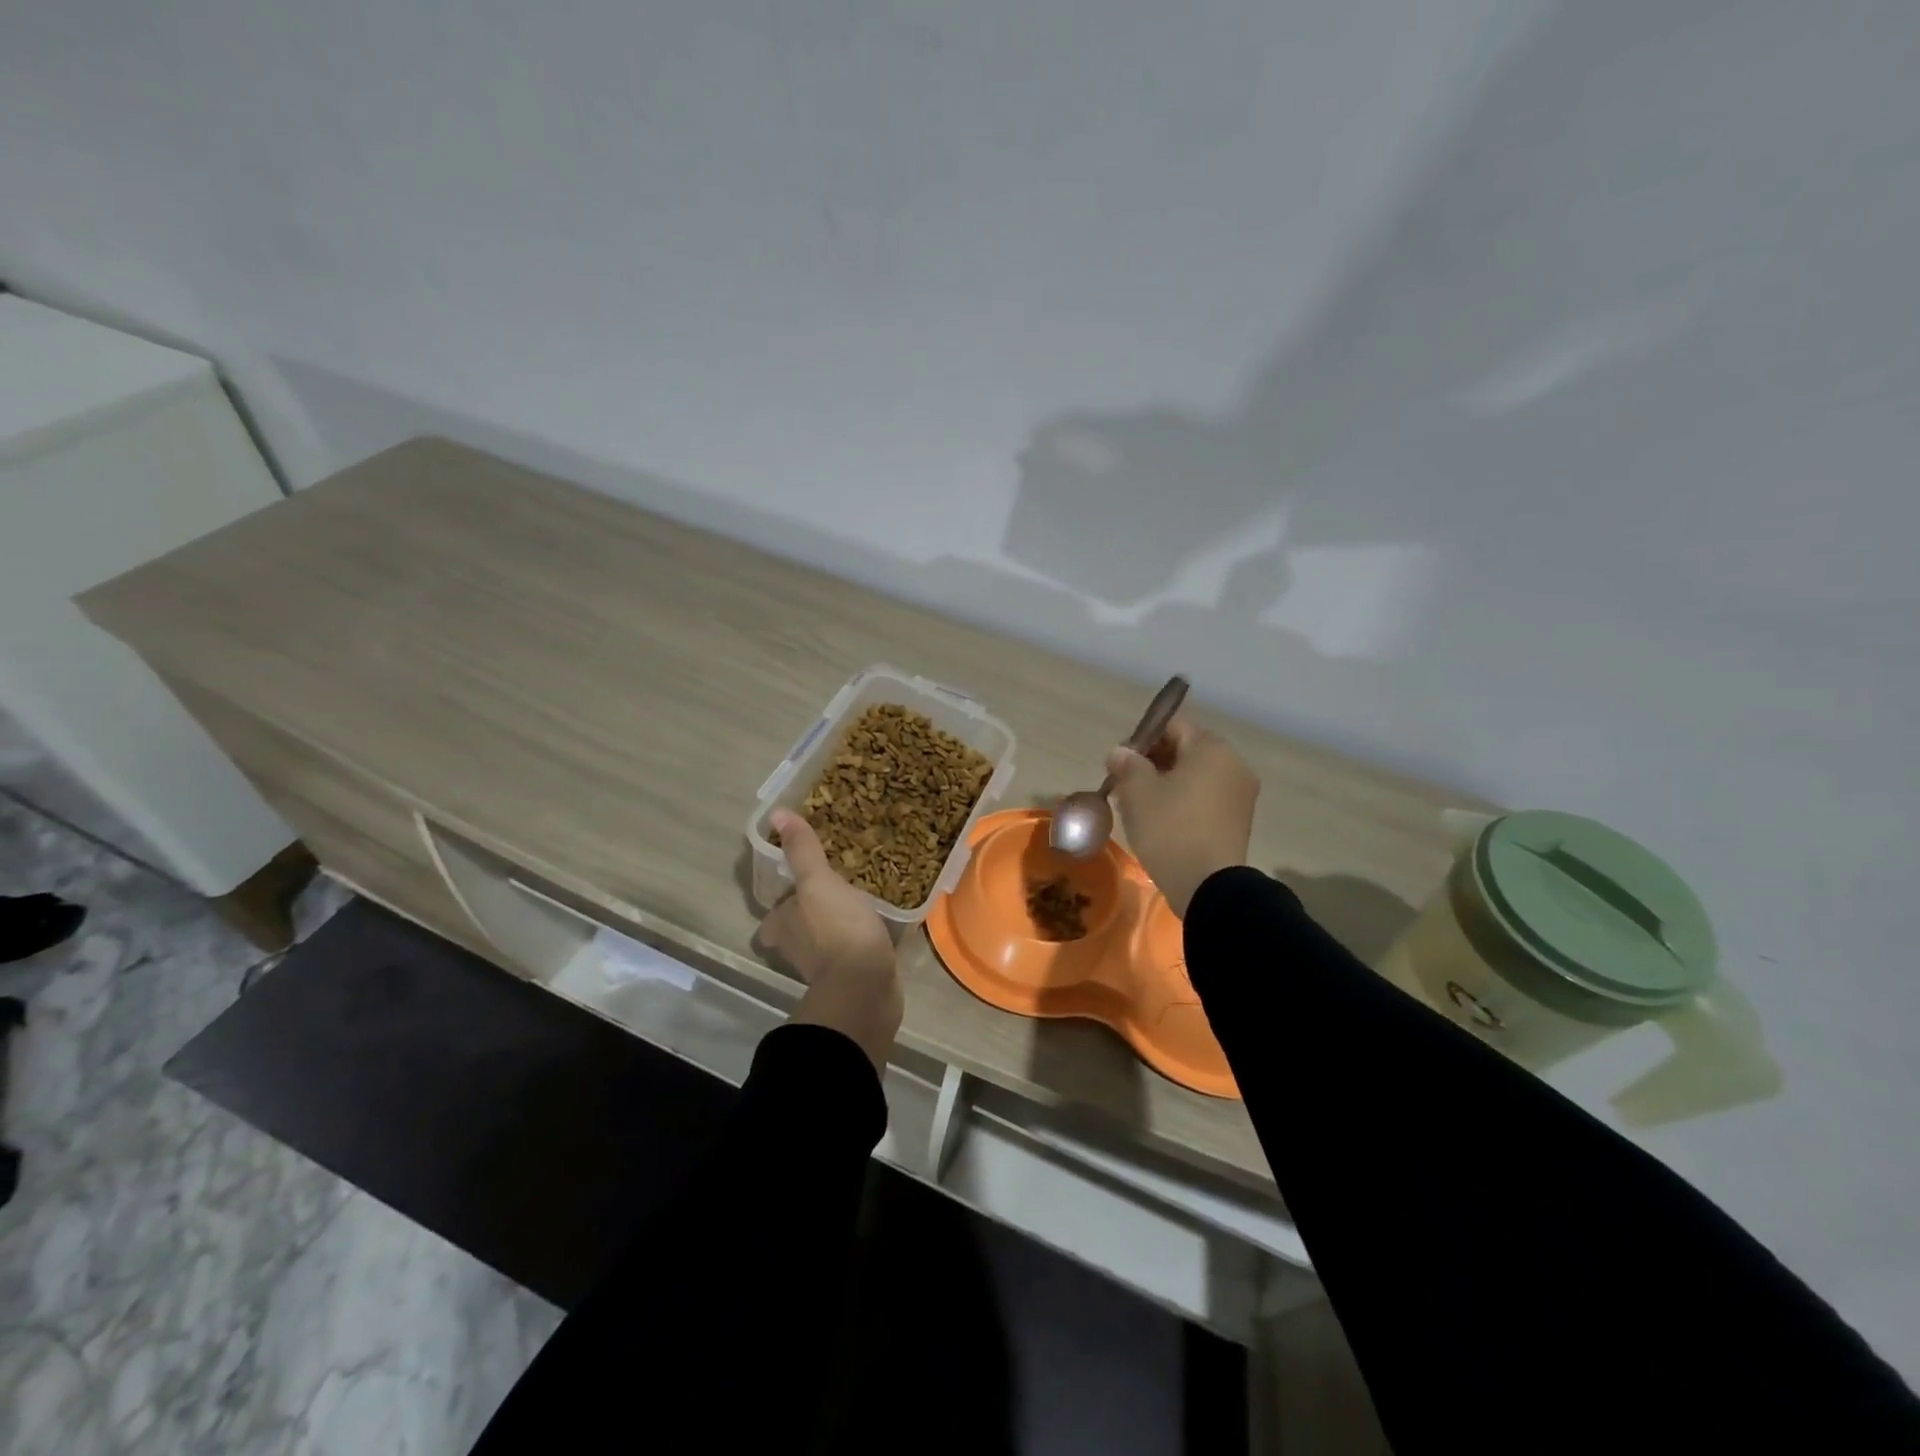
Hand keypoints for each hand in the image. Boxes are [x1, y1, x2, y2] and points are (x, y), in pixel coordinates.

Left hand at [758, 810, 903, 1071]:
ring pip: (824, 944)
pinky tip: (877, 930)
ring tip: (858, 906)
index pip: (773, 916)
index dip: (782, 906)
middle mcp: (797, 950)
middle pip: (797, 931)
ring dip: (835, 929)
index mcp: (783, 927)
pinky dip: (859, 944)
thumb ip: (802, 851)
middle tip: (832, 895)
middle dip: (809, 917)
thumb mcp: (818, 882)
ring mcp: (825, 968)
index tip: (799, 892)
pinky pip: (853, 954)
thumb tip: (776, 814)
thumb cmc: (836, 929)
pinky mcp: (852, 979)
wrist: (864, 986)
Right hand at [1107, 717, 1258, 917]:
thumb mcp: (1137, 792)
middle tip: (1125, 785)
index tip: (1120, 762)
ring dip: (1166, 783)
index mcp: (1211, 748)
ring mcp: (1240, 793)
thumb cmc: (1170, 829)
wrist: (1208, 887)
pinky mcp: (1238, 820)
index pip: (1172, 726)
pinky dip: (1183, 801)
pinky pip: (1205, 797)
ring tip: (1138, 806)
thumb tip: (1120, 752)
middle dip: (1153, 762)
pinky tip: (1161, 821)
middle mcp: (1233, 764)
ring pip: (1195, 776)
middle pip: (1185, 750)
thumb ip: (1127, 763)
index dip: (1142, 739)